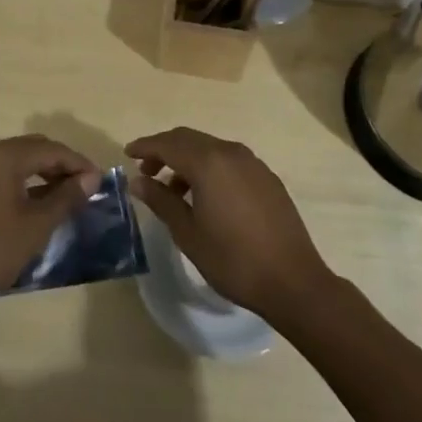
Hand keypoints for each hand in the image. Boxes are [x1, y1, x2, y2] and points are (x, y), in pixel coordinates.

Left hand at [0, 135, 101, 311]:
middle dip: (62, 165)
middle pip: (34, 148)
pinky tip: (41, 201)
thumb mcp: (36, 224)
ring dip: (45, 173)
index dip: (78, 163)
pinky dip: (26, 181)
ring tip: (68, 195)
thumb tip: (92, 178)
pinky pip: (5, 171)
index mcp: (3, 155)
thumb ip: (66, 197)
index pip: (50, 149)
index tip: (100, 181)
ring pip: (20, 159)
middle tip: (86, 187)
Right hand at [126, 127, 333, 323]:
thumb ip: (161, 201)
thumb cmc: (233, 260)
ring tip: (173, 191)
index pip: (167, 144)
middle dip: (164, 150)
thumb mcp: (188, 233)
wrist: (293, 281)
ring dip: (187, 161)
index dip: (145, 147)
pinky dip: (209, 168)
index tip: (127, 155)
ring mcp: (252, 163)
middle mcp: (230, 153)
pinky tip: (205, 196)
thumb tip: (137, 181)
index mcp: (208, 162)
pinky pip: (229, 161)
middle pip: (189, 139)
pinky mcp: (266, 177)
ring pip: (210, 148)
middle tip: (146, 171)